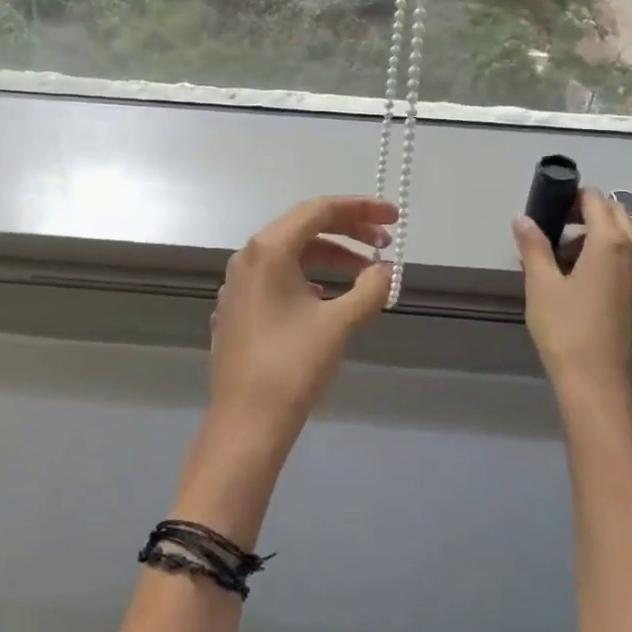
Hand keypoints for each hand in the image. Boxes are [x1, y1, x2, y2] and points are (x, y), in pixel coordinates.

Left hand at [206, 195, 395, 453]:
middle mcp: (248, 257)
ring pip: (291, 254)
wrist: (247, 422)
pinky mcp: (238, 308)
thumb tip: (386, 270)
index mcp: (269, 249)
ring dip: (331, 256)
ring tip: (365, 274)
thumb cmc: (293, 366)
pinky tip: (328, 296)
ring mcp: (238, 283)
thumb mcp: (339, 323)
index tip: (393, 218)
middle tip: (385, 243)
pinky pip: (277, 277)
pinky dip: (308, 275)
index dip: (361, 209)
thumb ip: (369, 289)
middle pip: (304, 227)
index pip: (319, 210)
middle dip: (348, 231)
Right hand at [512, 187, 631, 399]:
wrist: (599, 386)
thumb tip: (523, 218)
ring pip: (630, 239)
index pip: (596, 200)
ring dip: (603, 235)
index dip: (573, 196)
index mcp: (610, 243)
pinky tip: (589, 284)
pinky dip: (615, 259)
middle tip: (557, 228)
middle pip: (618, 214)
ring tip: (569, 258)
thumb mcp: (540, 284)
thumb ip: (533, 245)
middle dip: (590, 212)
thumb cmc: (566, 330)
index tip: (551, 206)